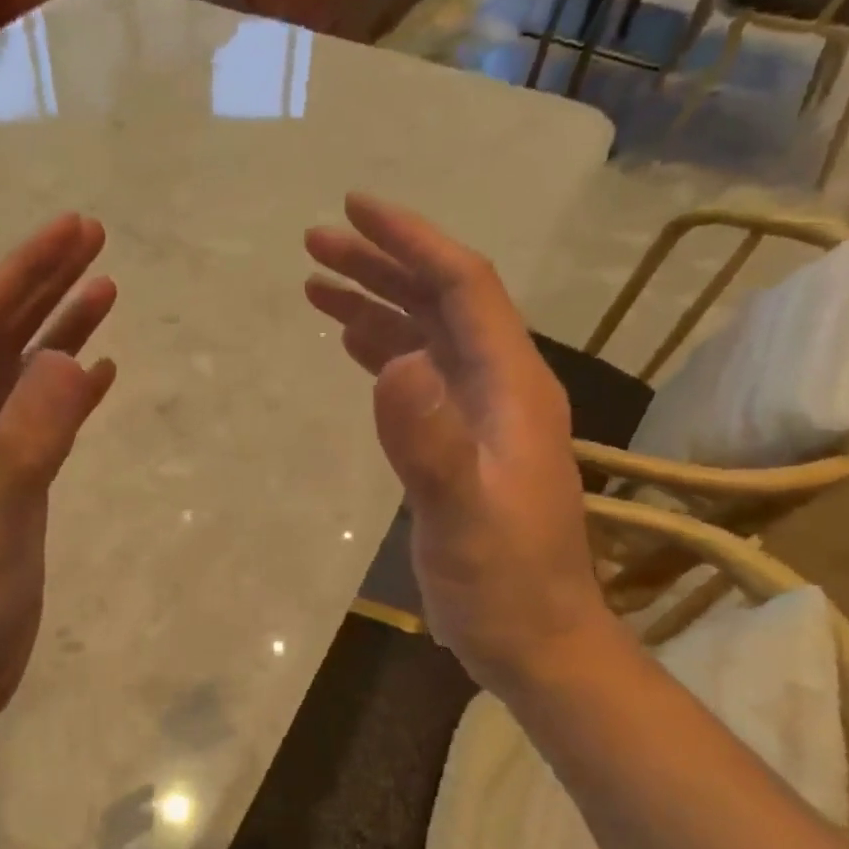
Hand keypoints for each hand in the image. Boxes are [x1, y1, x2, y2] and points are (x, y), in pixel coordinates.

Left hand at [0, 214, 117, 738]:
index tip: (72, 231)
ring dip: (59, 330)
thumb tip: (73, 361)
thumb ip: (28, 442)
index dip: (22, 273)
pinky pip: (38, 418)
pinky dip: (69, 390)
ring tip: (107, 289)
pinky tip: (100, 371)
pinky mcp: (5, 483)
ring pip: (19, 373)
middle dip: (42, 283)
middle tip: (94, 237)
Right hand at [304, 195, 614, 696]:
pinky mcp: (460, 442)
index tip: (355, 209)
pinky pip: (419, 376)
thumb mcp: (462, 516)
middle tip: (314, 243)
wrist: (534, 639)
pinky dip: (382, 350)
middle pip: (440, 300)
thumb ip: (429, 440)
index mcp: (510, 386)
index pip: (463, 286)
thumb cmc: (503, 582)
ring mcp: (480, 414)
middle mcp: (500, 386)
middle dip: (380, 263)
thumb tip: (395, 360)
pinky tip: (352, 344)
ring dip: (375, 303)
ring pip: (425, 334)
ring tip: (316, 283)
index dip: (411, 241)